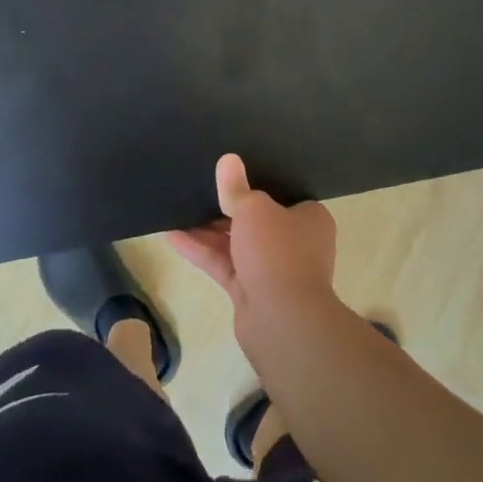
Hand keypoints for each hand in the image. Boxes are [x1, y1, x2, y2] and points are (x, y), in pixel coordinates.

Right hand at [169, 155, 337, 327]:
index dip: (257, 184)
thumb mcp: (254, 209)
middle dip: (226, 208)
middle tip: (198, 188)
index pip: (282, 195)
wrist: (282, 321)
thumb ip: (236, 188)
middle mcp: (295, 243)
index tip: (231, 174)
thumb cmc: (277, 252)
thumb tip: (228, 160)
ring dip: (208, 230)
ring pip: (237, 243)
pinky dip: (202, 251)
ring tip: (178, 209)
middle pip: (257, 219)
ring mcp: (273, 269)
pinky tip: (173, 236)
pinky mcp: (251, 291)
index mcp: (309, 218)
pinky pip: (225, 264)